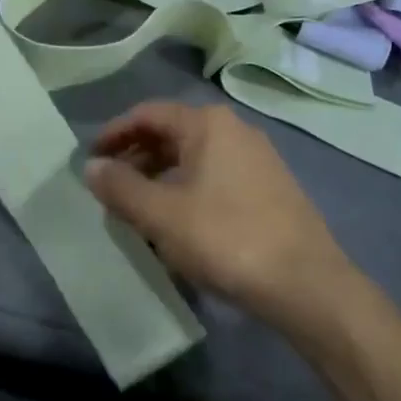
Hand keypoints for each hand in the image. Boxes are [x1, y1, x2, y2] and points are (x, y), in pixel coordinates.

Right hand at [85, 102, 357, 332]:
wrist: (308, 285)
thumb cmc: (227, 239)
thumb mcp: (162, 215)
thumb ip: (121, 187)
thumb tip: (91, 166)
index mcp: (208, 124)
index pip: (148, 114)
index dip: (115, 133)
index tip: (92, 157)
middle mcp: (234, 130)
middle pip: (173, 133)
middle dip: (138, 156)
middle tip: (111, 186)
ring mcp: (257, 158)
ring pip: (195, 157)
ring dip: (161, 176)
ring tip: (139, 207)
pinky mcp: (271, 188)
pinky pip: (215, 176)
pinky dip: (187, 189)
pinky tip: (179, 222)